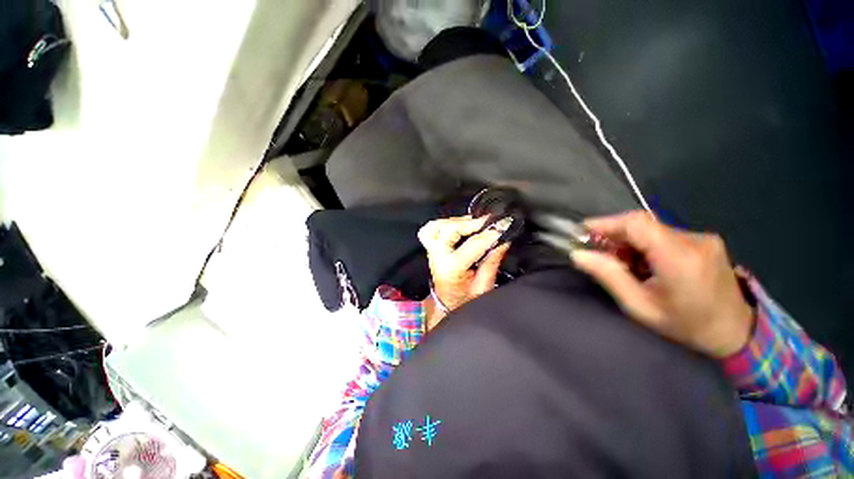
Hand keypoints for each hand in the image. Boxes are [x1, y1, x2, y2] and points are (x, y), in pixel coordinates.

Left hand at [418, 216, 510, 329]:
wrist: (447, 305)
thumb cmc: (464, 300)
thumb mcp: (483, 286)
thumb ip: (492, 261)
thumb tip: (503, 241)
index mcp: (451, 269)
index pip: (472, 245)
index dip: (490, 234)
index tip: (503, 227)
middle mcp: (438, 258)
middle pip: (448, 229)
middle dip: (469, 223)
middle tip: (486, 223)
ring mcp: (431, 252)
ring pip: (436, 226)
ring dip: (457, 221)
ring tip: (473, 223)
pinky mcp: (431, 248)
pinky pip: (431, 228)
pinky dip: (446, 223)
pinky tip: (459, 225)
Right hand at [570, 211, 753, 357]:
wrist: (736, 332)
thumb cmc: (685, 325)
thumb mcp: (640, 307)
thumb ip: (608, 276)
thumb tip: (578, 254)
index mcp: (679, 259)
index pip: (637, 224)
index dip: (606, 223)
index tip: (582, 231)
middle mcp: (694, 240)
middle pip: (642, 224)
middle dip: (614, 234)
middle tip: (598, 252)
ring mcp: (702, 238)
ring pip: (651, 228)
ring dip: (629, 241)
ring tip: (623, 263)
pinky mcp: (704, 240)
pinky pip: (663, 233)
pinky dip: (645, 244)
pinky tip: (644, 263)